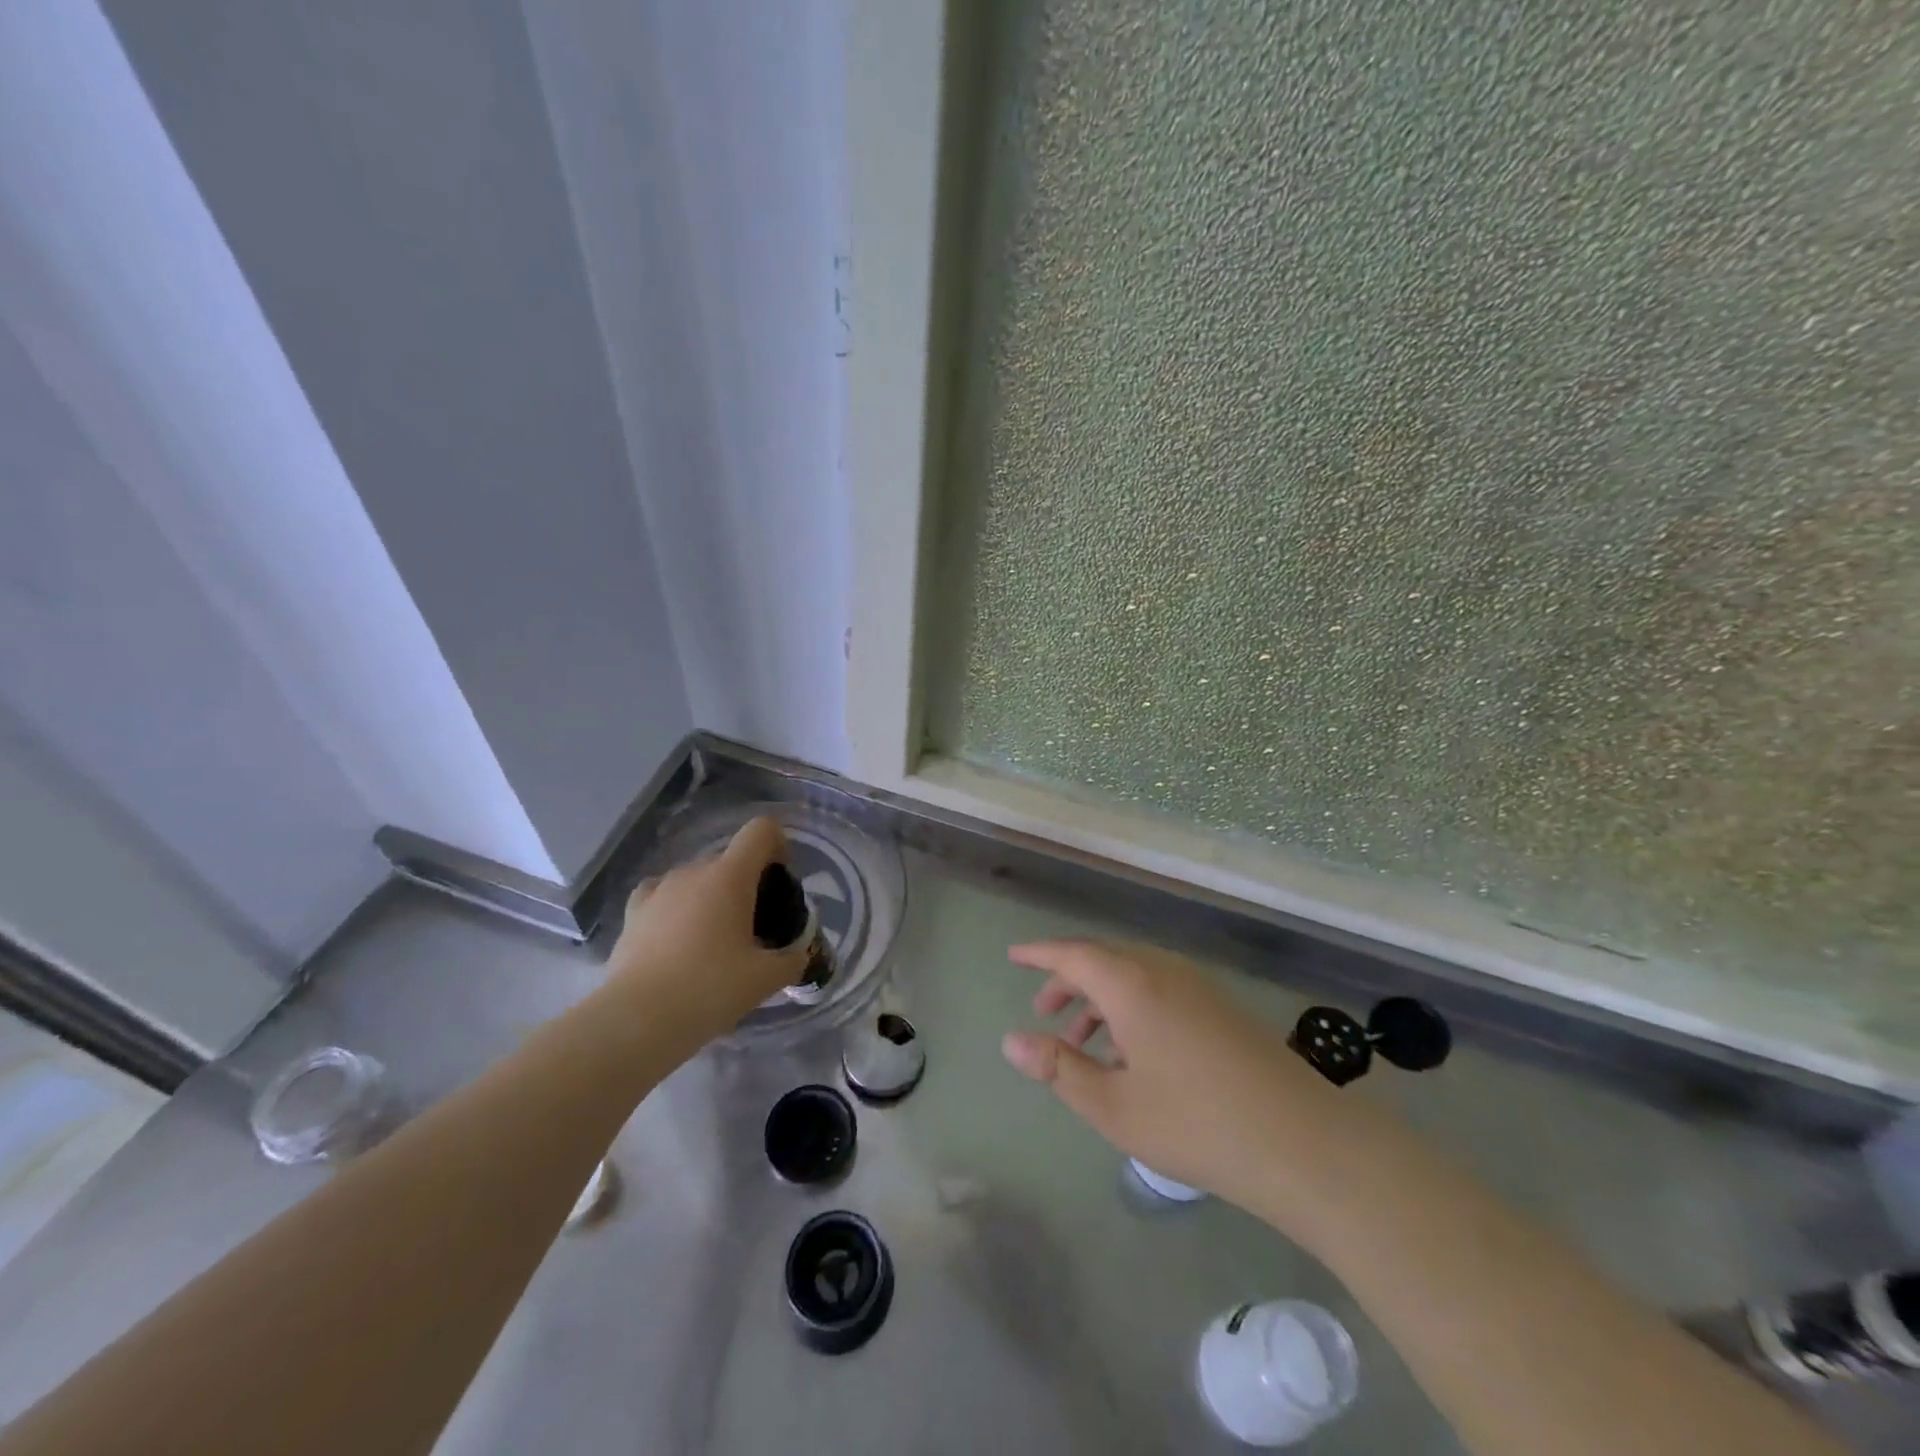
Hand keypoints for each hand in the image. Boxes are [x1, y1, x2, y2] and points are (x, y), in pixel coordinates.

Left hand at [602, 816, 809, 1052]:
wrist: (638, 1019)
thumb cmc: (710, 989)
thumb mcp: (766, 979)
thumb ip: (792, 960)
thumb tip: (799, 955)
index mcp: (730, 876)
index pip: (761, 830)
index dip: (779, 845)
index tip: (781, 881)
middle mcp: (693, 870)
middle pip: (731, 858)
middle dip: (747, 882)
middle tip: (755, 926)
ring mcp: (659, 889)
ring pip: (697, 878)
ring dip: (712, 897)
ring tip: (714, 941)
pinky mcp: (633, 912)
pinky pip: (664, 894)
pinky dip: (677, 907)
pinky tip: (678, 937)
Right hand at [1001, 939, 1357, 1220]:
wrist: (1302, 1142)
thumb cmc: (1195, 1123)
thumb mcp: (1113, 1105)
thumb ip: (1059, 1068)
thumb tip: (1012, 1040)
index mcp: (1131, 984)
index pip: (1073, 954)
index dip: (1039, 954)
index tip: (1013, 957)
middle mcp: (1163, 970)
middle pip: (1103, 960)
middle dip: (1068, 981)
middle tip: (1044, 1012)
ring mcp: (1198, 987)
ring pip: (1134, 975)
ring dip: (1101, 997)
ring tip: (1083, 1039)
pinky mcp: (1221, 1008)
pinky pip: (1160, 989)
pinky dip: (1131, 1006)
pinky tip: (1132, 1052)